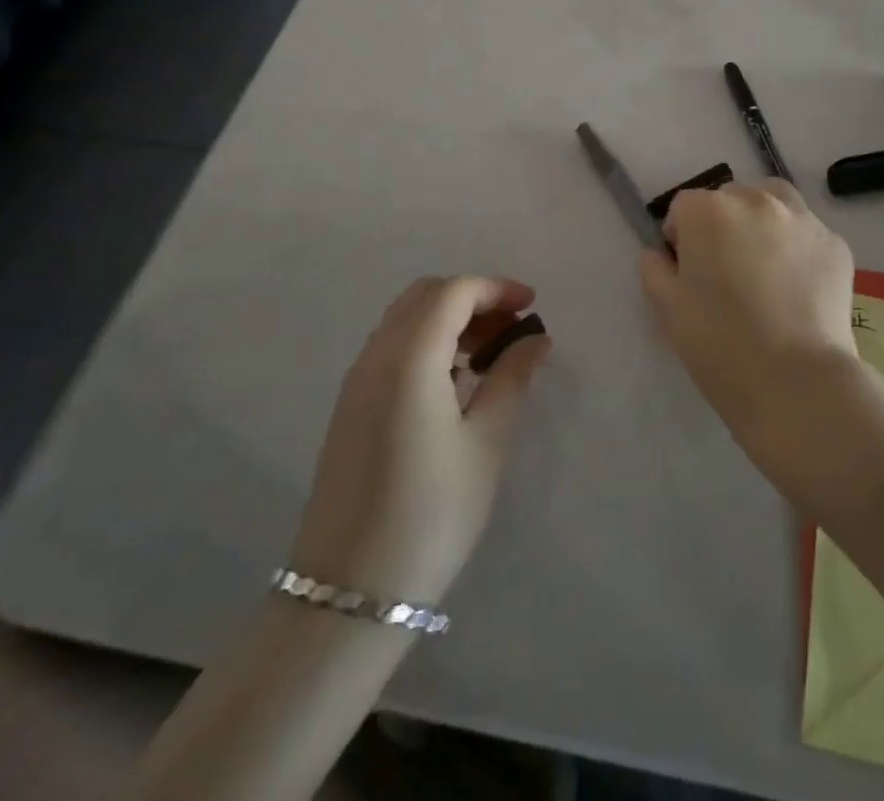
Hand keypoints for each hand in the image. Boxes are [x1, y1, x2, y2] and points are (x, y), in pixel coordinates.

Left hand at [291, 276, 549, 608]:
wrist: (349, 594)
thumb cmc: (431, 514)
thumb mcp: (487, 443)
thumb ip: (512, 379)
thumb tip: (534, 339)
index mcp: (409, 357)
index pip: (454, 292)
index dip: (497, 288)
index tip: (532, 307)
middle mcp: (375, 356)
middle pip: (426, 296)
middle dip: (473, 299)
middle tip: (512, 328)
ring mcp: (356, 381)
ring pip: (406, 320)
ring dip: (449, 319)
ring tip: (489, 355)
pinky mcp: (349, 407)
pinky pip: (391, 348)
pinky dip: (427, 342)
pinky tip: (454, 382)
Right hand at [639, 180, 856, 443]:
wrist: (796, 381)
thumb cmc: (720, 344)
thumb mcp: (667, 310)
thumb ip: (655, 270)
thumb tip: (659, 254)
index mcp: (709, 211)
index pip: (684, 207)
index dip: (680, 236)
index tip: (686, 270)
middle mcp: (756, 201)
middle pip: (730, 198)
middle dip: (722, 224)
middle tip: (725, 270)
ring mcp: (802, 219)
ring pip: (774, 201)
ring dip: (762, 221)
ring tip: (763, 264)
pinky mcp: (835, 244)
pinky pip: (807, 233)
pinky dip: (797, 247)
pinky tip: (796, 285)